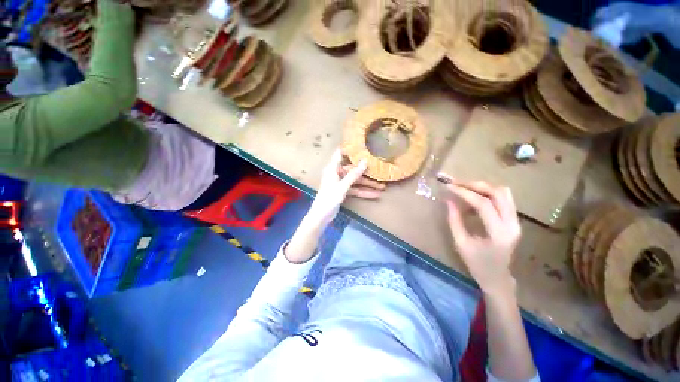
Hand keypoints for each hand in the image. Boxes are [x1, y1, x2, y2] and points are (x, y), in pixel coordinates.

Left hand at [306, 149, 384, 226]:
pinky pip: (355, 189)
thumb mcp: (343, 186)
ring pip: (356, 181)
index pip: (340, 153)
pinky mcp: (343, 191)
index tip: (362, 145)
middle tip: (380, 171)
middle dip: (366, 173)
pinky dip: (363, 192)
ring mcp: (341, 183)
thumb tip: (365, 161)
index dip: (350, 148)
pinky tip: (375, 195)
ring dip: (368, 184)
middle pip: (353, 170)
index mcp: (333, 168)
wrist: (322, 215)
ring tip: (382, 186)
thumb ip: (354, 174)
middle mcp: (337, 173)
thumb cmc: (329, 198)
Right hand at [445, 180, 521, 295]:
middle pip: (498, 193)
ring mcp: (516, 221)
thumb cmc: (477, 264)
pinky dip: (488, 193)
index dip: (465, 193)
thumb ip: (454, 220)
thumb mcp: (461, 243)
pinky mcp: (514, 220)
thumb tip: (449, 200)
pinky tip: (474, 197)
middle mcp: (513, 224)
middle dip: (476, 185)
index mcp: (499, 234)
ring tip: (465, 187)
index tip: (449, 186)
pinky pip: (504, 199)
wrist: (497, 277)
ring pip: (504, 193)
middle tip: (457, 183)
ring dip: (483, 187)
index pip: (483, 204)